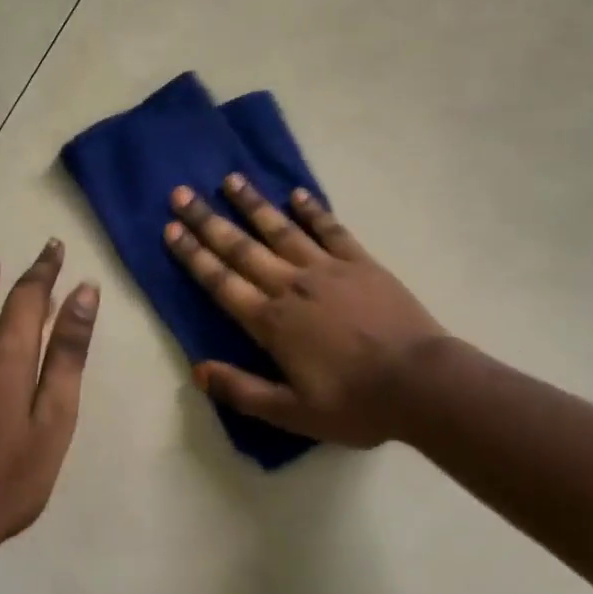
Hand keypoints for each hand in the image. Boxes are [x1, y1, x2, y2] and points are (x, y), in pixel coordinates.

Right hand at [164, 176, 444, 446]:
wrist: (421, 382)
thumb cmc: (355, 403)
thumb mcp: (293, 414)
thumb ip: (243, 391)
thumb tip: (197, 371)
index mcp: (271, 322)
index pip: (221, 282)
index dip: (193, 256)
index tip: (171, 230)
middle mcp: (292, 286)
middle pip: (242, 248)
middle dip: (208, 221)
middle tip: (182, 194)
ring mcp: (327, 269)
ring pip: (281, 229)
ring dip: (253, 204)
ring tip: (230, 179)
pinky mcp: (361, 262)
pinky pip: (330, 229)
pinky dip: (312, 210)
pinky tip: (297, 194)